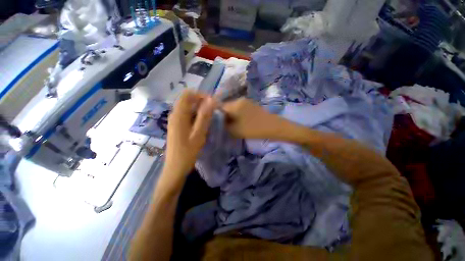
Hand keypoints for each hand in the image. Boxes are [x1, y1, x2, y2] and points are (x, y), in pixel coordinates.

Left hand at [165, 90, 215, 175]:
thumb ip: (204, 116)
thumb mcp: (199, 134)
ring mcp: (174, 121)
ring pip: (187, 108)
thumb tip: (211, 100)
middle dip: (201, 102)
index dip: (200, 95)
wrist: (175, 168)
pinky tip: (201, 123)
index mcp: (179, 115)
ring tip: (209, 117)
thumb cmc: (188, 152)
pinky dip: (195, 115)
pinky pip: (186, 115)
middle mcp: (174, 115)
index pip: (187, 95)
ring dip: (199, 109)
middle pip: (187, 100)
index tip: (212, 102)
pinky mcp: (176, 127)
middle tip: (213, 110)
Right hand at [221, 98, 284, 139]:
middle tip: (223, 125)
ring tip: (231, 125)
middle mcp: (239, 100)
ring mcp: (246, 102)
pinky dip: (237, 115)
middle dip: (223, 116)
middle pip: (226, 107)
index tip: (216, 124)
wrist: (272, 127)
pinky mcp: (251, 105)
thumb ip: (224, 126)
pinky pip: (239, 109)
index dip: (216, 116)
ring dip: (230, 116)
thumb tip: (219, 122)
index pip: (219, 108)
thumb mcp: (234, 130)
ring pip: (233, 108)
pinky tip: (238, 122)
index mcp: (234, 104)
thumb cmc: (253, 129)